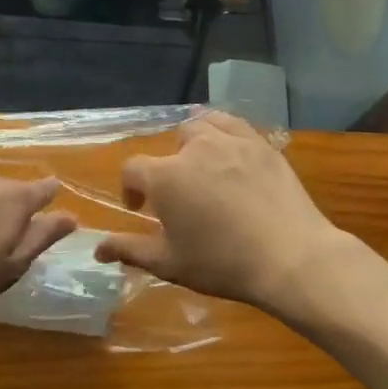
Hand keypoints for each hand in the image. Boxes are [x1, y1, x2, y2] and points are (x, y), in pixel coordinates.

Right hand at [94, 113, 344, 308]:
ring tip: (204, 167)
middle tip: (180, 194)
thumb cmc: (223, 263)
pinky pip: (235, 124)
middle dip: (169, 165)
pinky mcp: (262, 145)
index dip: (131, 189)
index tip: (142, 209)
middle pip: (171, 144)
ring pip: (203, 126)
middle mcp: (195, 148)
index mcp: (165, 177)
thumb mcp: (170, 263)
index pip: (133, 169)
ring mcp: (232, 141)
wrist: (290, 258)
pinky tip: (231, 153)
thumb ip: (130, 250)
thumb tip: (97, 249)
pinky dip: (225, 132)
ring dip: (196, 143)